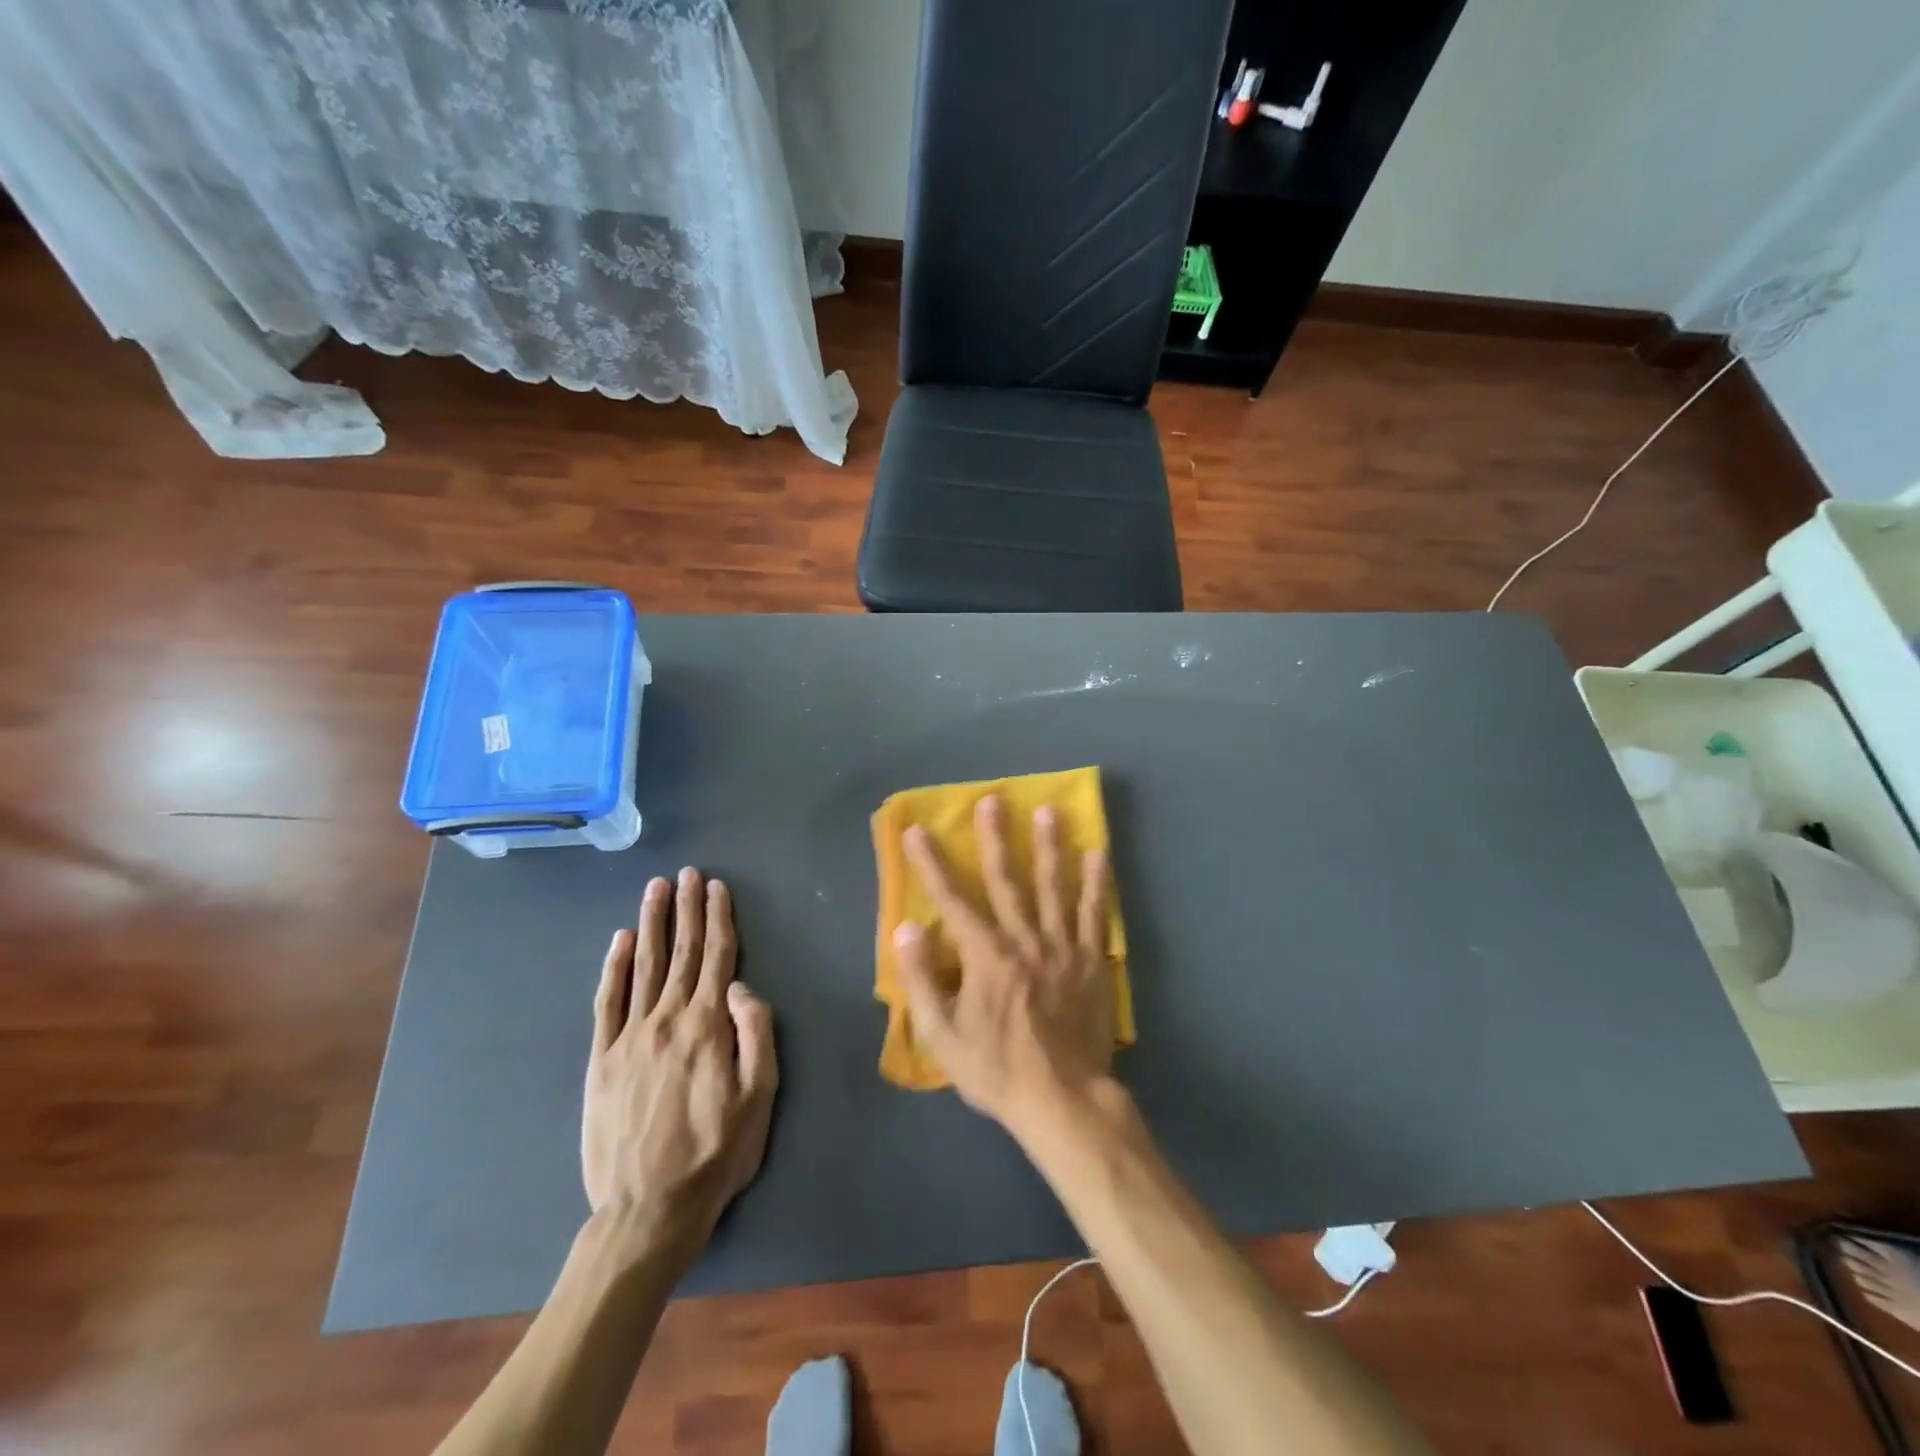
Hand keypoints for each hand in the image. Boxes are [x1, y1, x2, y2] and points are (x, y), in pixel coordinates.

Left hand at [582, 868, 777, 1261]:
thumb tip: (741, 986)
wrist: (646, 1211)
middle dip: (686, 909)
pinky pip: (608, 1001)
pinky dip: (615, 966)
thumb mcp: (760, 1098)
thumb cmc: (716, 1154)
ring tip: (656, 889)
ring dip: (652, 923)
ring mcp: (629, 1037)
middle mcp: (667, 1019)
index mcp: (707, 1026)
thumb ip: (756, 1034)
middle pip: (681, 952)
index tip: (716, 886)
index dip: (718, 918)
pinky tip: (621, 941)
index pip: (717, 957)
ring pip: (644, 966)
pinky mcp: (602, 1060)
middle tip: (686, 873)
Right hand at [893, 796, 1114, 1137]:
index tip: (918, 830)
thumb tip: (907, 928)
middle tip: (993, 801)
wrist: (1062, 1099)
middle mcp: (1023, 939)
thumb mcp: (943, 1036)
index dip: (931, 864)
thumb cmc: (997, 1069)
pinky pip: (1095, 914)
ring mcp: (1061, 946)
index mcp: (985, 955)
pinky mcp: (1091, 960)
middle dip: (995, 838)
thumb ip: (921, 980)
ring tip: (1049, 812)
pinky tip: (1097, 856)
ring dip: (1049, 847)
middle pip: (1006, 880)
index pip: (951, 900)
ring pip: (1054, 886)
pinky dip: (1096, 883)